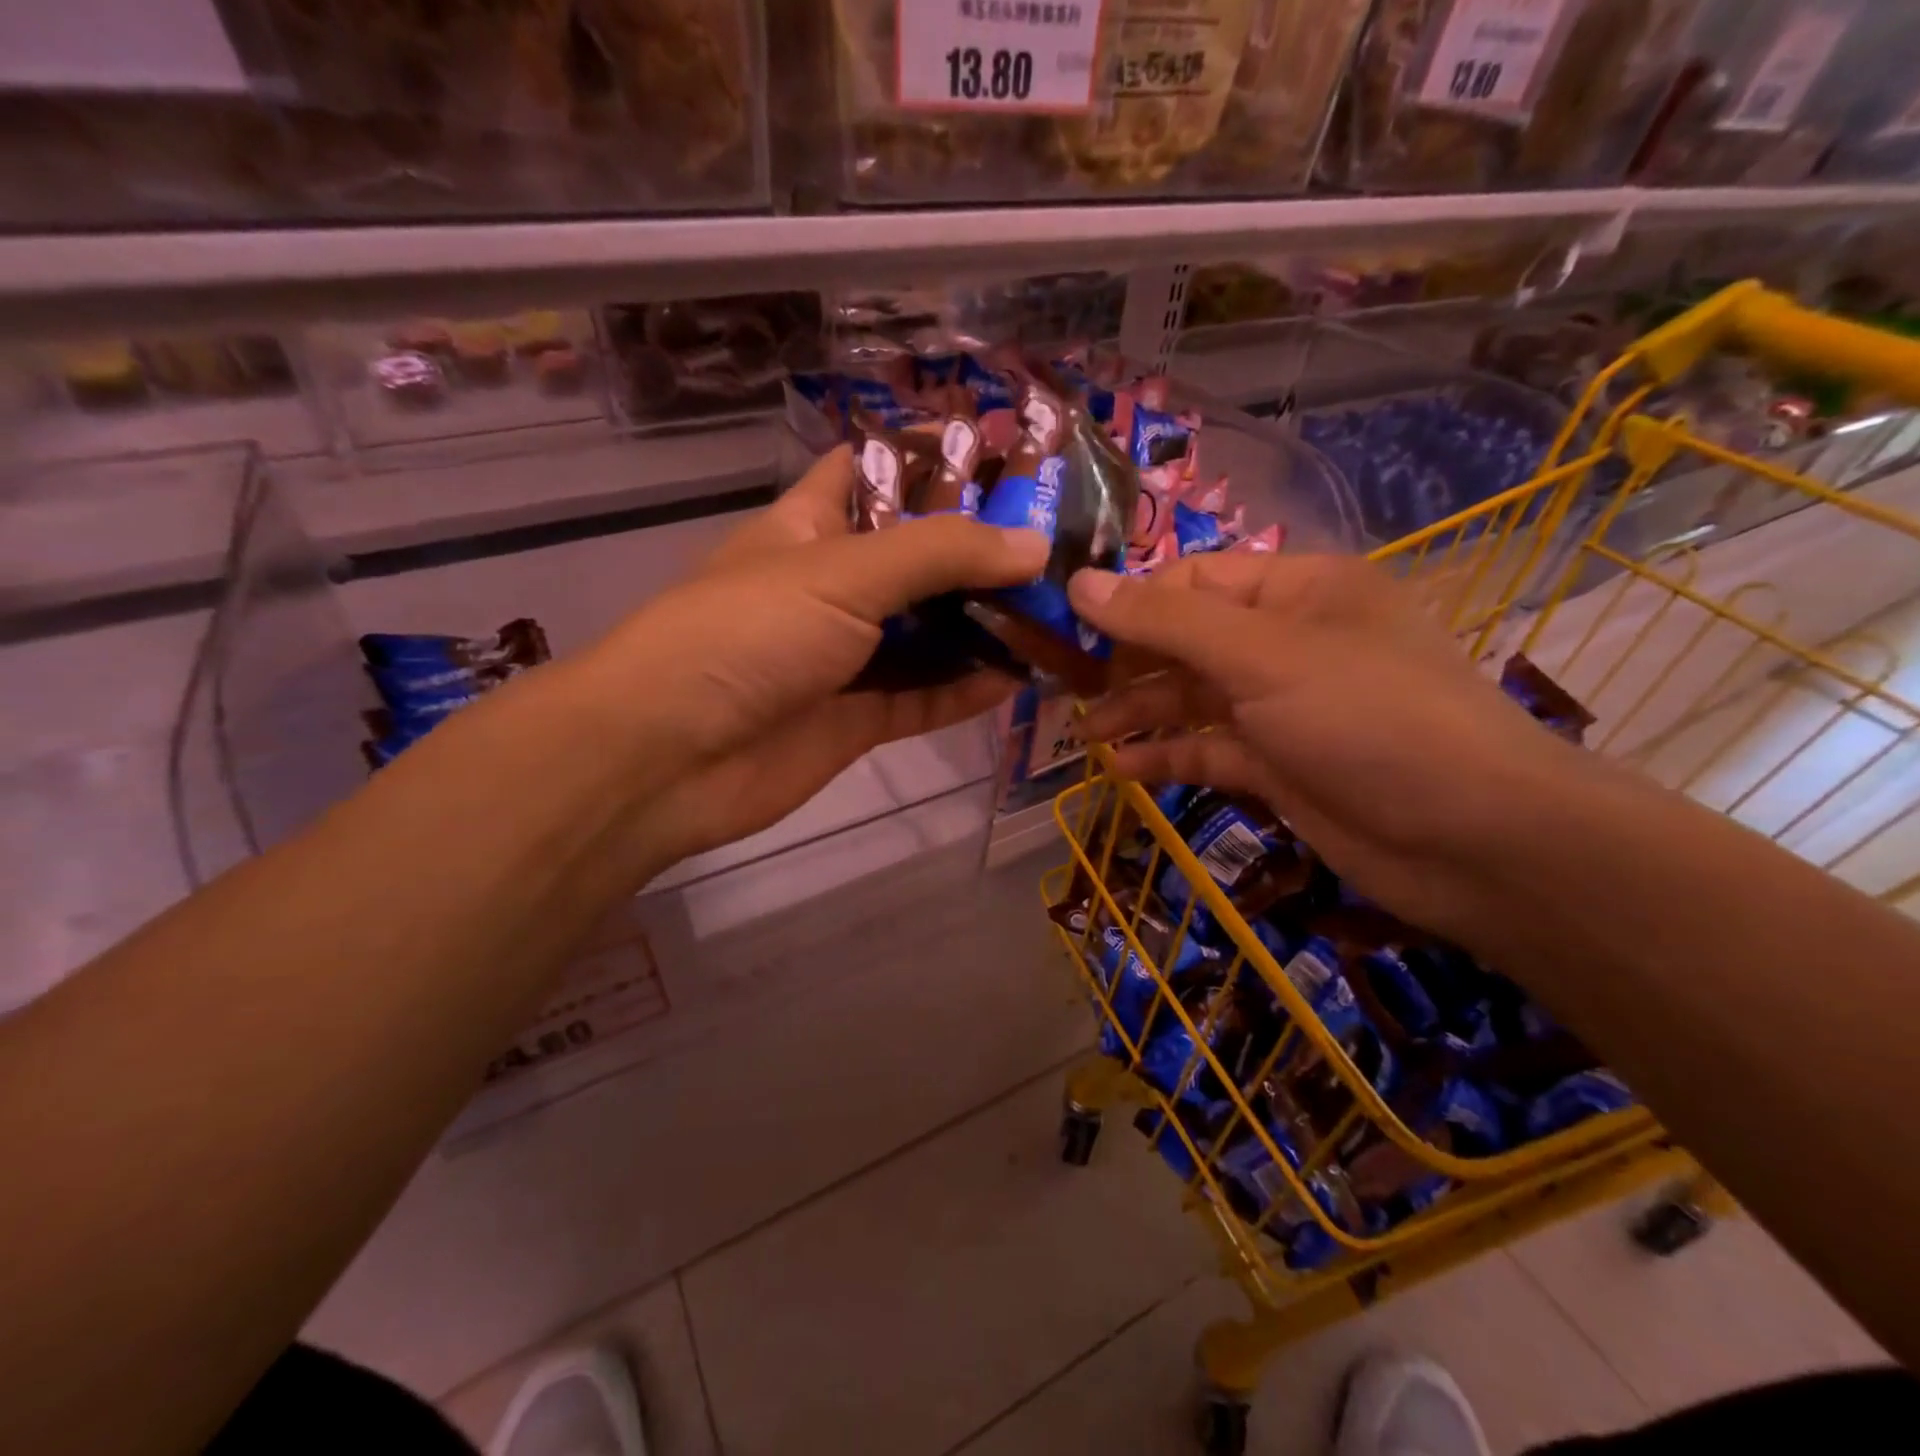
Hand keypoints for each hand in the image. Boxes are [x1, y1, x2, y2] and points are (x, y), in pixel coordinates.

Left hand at [579, 446, 1047, 868]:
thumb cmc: (746, 634)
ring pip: (926, 634)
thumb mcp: (841, 572)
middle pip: (915, 558)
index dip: (931, 458)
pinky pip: (923, 698)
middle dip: (979, 551)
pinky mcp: (856, 719)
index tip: (1006, 455)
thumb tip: (1034, 545)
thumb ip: (940, 554)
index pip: (873, 472)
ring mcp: (844, 657)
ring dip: (983, 625)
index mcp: (811, 527)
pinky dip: (966, 690)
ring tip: (1056, 611)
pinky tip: (1020, 677)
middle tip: (1059, 543)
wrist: (670, 757)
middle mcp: (831, 587)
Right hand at [1068, 551, 1597, 945]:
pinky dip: (1168, 756)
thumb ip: (1167, 621)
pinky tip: (1120, 769)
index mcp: (1298, 590)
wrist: (1471, 841)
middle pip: (1188, 639)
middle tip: (1062, 683)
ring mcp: (1284, 707)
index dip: (1130, 597)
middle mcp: (1288, 642)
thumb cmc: (1368, 719)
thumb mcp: (1262, 657)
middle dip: (1127, 660)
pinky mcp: (1280, 765)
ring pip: (1194, 697)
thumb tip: (1079, 582)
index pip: (1195, 578)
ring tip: (1084, 731)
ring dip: (1140, 711)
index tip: (1065, 623)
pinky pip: (1209, 749)